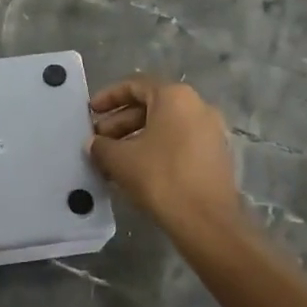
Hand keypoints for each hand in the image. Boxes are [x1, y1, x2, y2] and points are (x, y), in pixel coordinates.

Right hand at [89, 76, 243, 238]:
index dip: (108, 97)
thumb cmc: (161, 178)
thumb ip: (101, 146)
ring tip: (112, 159)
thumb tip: (94, 144)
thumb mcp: (120, 160)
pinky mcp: (216, 155)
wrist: (207, 221)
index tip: (90, 112)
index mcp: (175, 96)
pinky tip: (136, 171)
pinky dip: (156, 149)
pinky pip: (179, 142)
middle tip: (98, 140)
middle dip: (120, 122)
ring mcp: (211, 131)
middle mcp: (197, 106)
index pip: (135, 85)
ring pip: (165, 126)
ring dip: (135, 138)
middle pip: (151, 105)